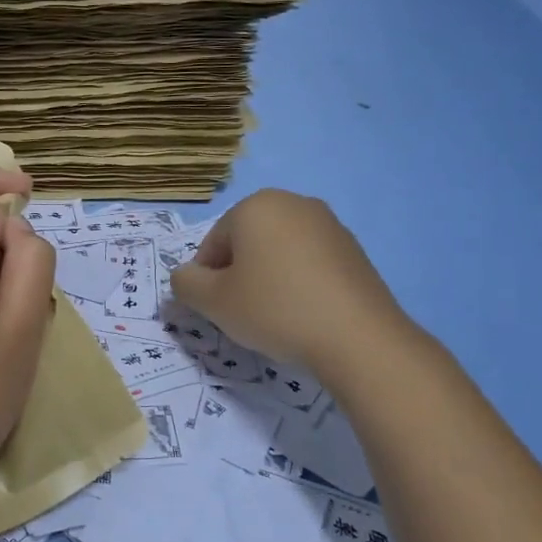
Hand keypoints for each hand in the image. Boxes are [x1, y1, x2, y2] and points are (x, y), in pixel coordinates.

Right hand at [169, 190, 411, 369]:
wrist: (357, 337)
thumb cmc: (274, 309)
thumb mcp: (213, 301)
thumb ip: (186, 283)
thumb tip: (184, 276)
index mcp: (255, 205)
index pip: (213, 242)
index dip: (207, 279)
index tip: (217, 309)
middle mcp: (293, 203)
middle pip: (246, 242)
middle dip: (238, 275)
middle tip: (243, 313)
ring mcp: (329, 224)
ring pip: (278, 252)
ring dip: (268, 278)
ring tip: (275, 316)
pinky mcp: (354, 250)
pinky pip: (309, 263)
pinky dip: (298, 283)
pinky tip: (304, 314)